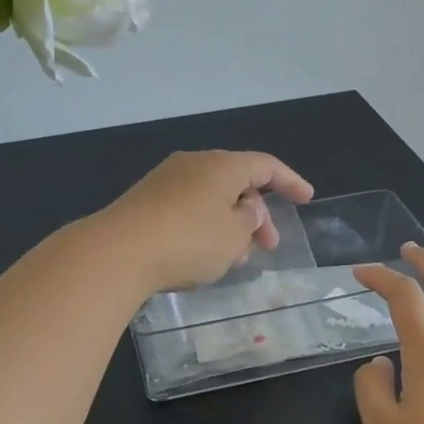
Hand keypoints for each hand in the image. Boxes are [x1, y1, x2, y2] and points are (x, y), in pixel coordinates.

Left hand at [93, 150, 313, 296]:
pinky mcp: (145, 202)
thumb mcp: (233, 236)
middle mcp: (193, 164)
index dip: (289, 181)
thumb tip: (244, 211)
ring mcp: (165, 181)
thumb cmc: (188, 240)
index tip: (306, 198)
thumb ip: (249, 221)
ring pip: (211, 199)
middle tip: (268, 246)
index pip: (264, 165)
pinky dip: (205, 228)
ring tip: (234, 259)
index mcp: (220, 165)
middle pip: (236, 182)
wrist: (117, 252)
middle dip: (257, 214)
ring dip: (230, 225)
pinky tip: (204, 257)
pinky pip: (188, 209)